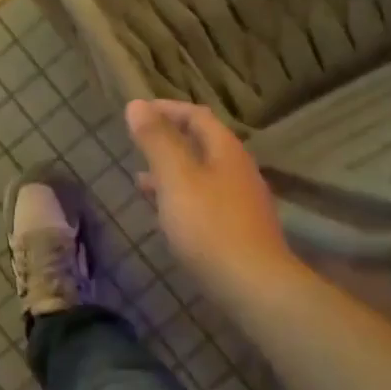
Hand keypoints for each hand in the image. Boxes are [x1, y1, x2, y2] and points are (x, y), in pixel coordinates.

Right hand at [127, 98, 295, 300]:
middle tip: (137, 143)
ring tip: (140, 178)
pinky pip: (204, 200)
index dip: (167, 109)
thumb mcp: (176, 178)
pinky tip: (165, 213)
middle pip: (202, 144)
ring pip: (201, 174)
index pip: (197, 116)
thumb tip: (137, 104)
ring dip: (171, 171)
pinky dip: (180, 196)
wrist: (253, 285)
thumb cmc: (209, 226)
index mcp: (225, 151)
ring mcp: (241, 201)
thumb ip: (157, 141)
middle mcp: (238, 170)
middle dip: (168, 140)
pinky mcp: (237, 229)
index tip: (138, 112)